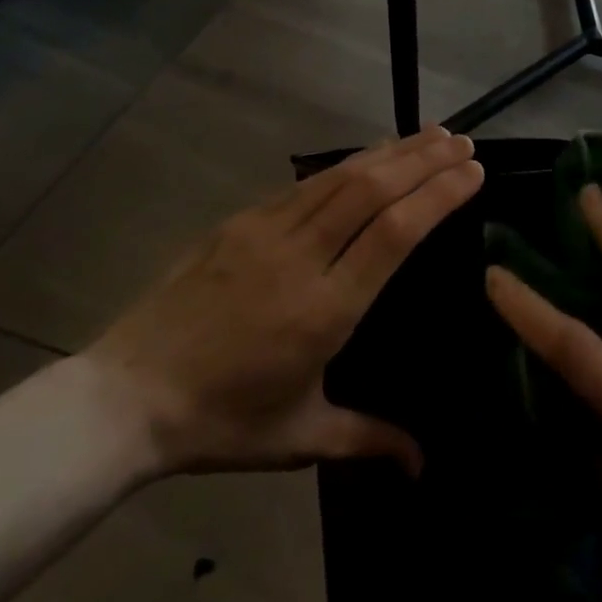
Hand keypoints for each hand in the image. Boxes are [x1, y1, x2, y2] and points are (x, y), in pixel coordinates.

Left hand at [85, 126, 481, 477]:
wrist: (128, 396)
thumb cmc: (221, 421)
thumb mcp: (301, 437)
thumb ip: (369, 439)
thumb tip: (423, 466)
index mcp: (325, 309)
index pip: (395, 232)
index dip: (438, 194)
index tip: (473, 170)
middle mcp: (301, 257)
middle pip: (373, 190)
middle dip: (424, 160)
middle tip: (464, 141)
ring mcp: (265, 232)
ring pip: (339, 177)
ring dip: (390, 152)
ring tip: (429, 134)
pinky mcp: (239, 223)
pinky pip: (304, 184)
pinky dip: (346, 164)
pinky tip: (367, 158)